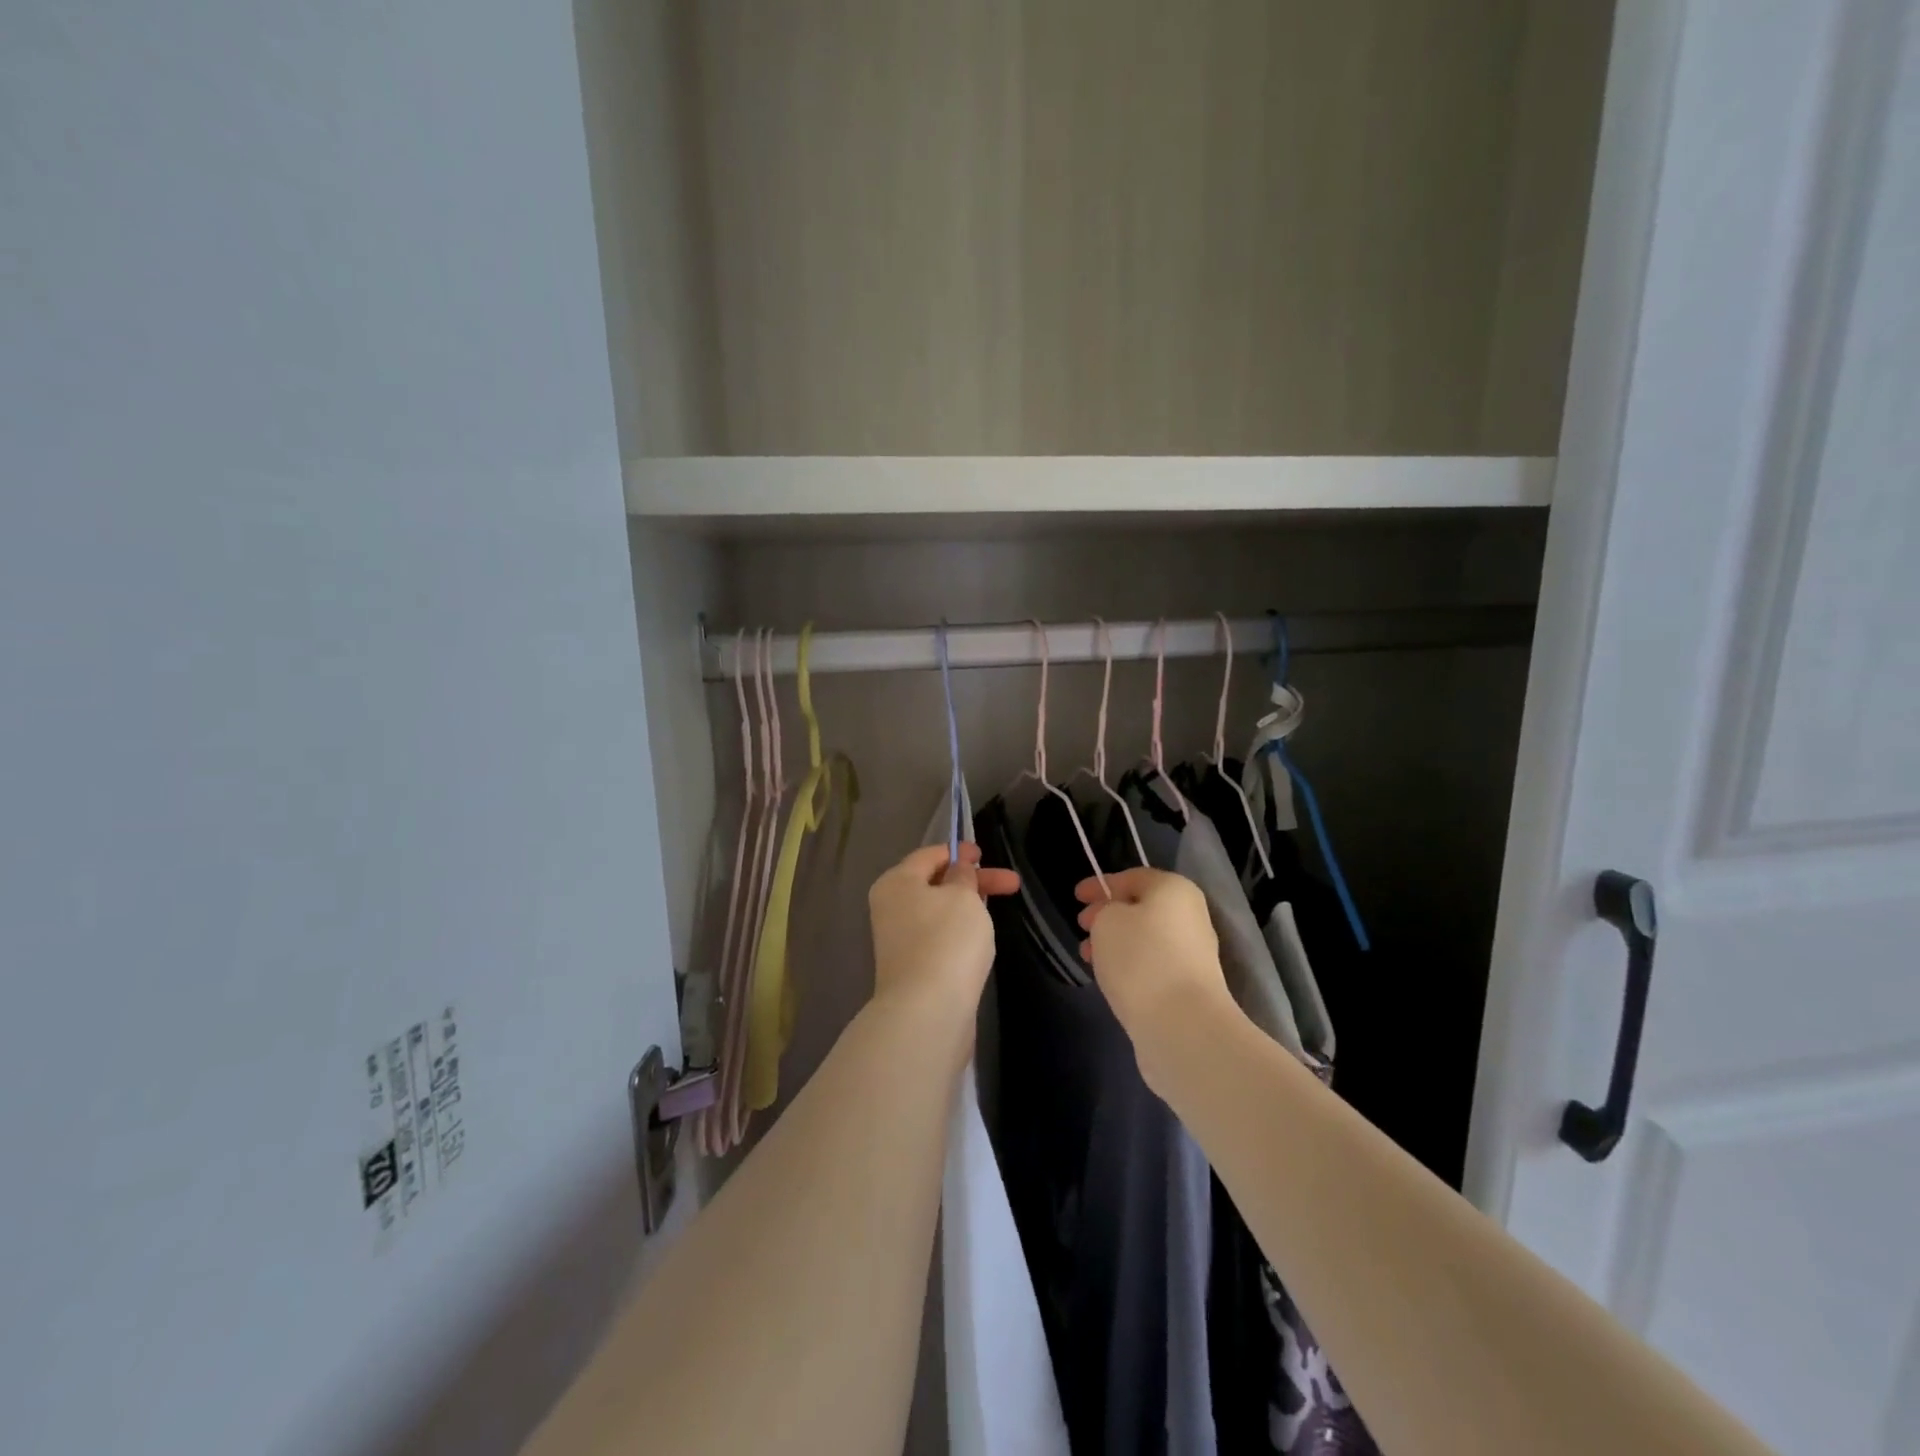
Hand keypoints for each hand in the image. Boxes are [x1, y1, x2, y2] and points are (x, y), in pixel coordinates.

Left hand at [869, 843, 1019, 1010]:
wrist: (928, 1011)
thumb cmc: (946, 940)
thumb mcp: (963, 896)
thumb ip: (963, 876)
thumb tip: (957, 870)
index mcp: (896, 882)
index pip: (928, 855)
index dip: (959, 852)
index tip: (985, 854)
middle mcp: (891, 908)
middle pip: (935, 883)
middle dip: (973, 881)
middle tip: (1012, 884)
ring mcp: (900, 940)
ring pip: (939, 912)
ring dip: (968, 907)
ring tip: (997, 911)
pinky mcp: (913, 968)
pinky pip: (939, 938)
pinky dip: (959, 932)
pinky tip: (979, 941)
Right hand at [1075, 868, 1236, 1073]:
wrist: (1183, 1025)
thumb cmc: (1141, 958)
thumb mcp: (1107, 920)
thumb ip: (1104, 910)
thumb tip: (1114, 919)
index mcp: (1174, 890)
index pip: (1132, 877)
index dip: (1100, 884)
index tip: (1075, 896)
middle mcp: (1189, 916)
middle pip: (1141, 908)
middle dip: (1107, 915)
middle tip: (1081, 926)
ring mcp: (1193, 954)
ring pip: (1145, 938)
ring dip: (1115, 943)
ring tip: (1088, 957)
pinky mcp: (1189, 988)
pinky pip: (1152, 965)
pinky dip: (1129, 965)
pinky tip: (1110, 977)